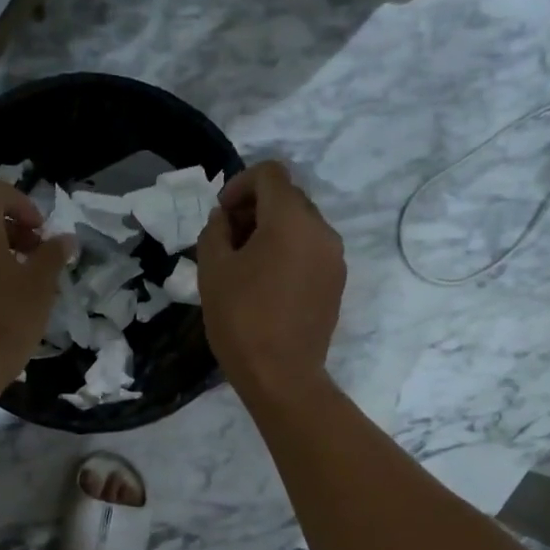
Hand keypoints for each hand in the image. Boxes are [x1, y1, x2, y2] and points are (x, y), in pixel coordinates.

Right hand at [196, 160, 344, 403]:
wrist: (281, 375)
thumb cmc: (241, 319)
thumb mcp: (212, 270)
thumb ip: (215, 231)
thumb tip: (225, 219)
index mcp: (291, 220)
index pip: (270, 174)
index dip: (240, 184)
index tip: (221, 214)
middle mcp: (321, 230)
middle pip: (287, 197)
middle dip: (255, 208)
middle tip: (227, 239)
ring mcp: (334, 257)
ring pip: (301, 224)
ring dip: (271, 230)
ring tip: (245, 264)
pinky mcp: (336, 282)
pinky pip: (310, 249)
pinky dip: (288, 251)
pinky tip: (266, 282)